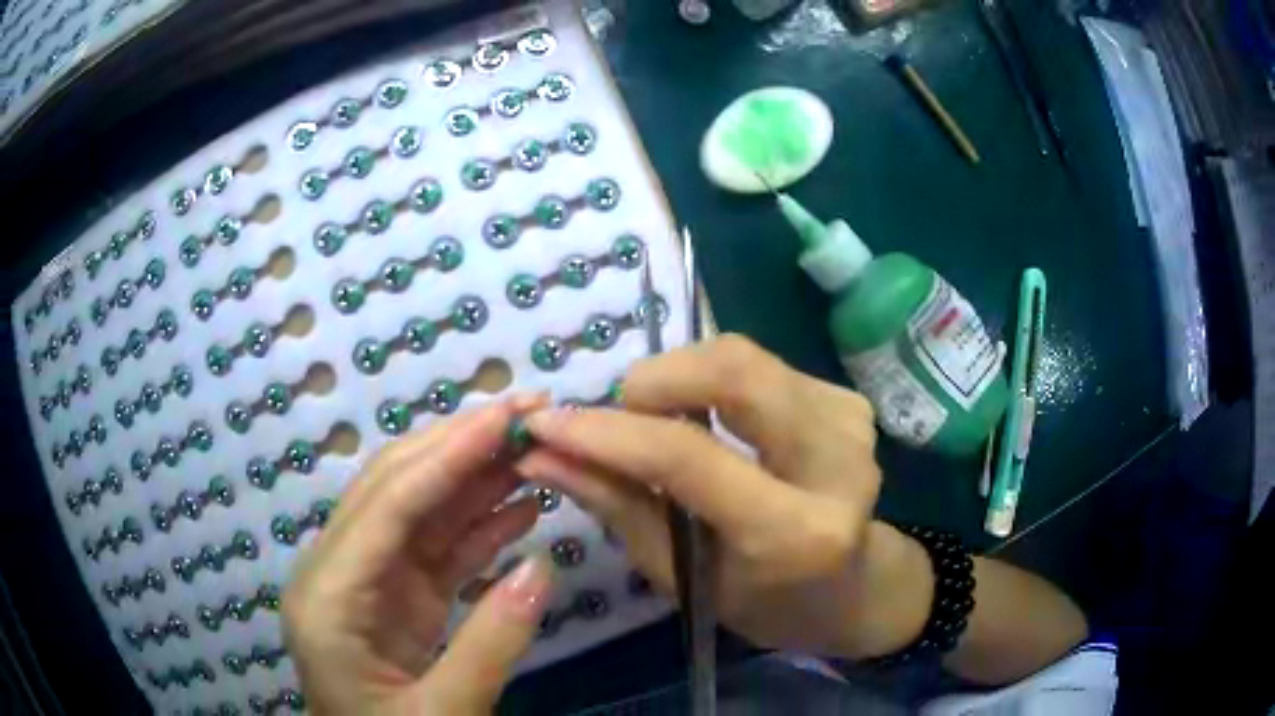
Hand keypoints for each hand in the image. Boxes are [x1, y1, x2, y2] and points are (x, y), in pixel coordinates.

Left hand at [282, 398, 554, 714]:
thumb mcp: (443, 714)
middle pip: (395, 489)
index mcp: (328, 598)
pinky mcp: (396, 598)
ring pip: (421, 513)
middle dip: (461, 445)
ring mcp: (369, 583)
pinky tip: (522, 508)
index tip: (509, 414)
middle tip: (529, 413)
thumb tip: (544, 567)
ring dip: (476, 479)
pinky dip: (479, 526)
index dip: (449, 454)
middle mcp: (337, 572)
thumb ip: (490, 645)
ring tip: (536, 450)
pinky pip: (438, 550)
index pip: (388, 505)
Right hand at [517, 335, 931, 658]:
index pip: (687, 457)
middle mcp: (837, 466)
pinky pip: (765, 367)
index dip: (607, 432)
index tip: (548, 423)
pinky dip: (717, 384)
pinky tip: (714, 423)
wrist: (857, 589)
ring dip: (682, 378)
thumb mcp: (684, 577)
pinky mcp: (851, 403)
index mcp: (793, 534)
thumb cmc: (767, 603)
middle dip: (654, 378)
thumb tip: (543, 454)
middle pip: (734, 371)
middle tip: (617, 412)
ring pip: (745, 358)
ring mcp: (851, 425)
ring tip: (657, 420)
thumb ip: (616, 507)